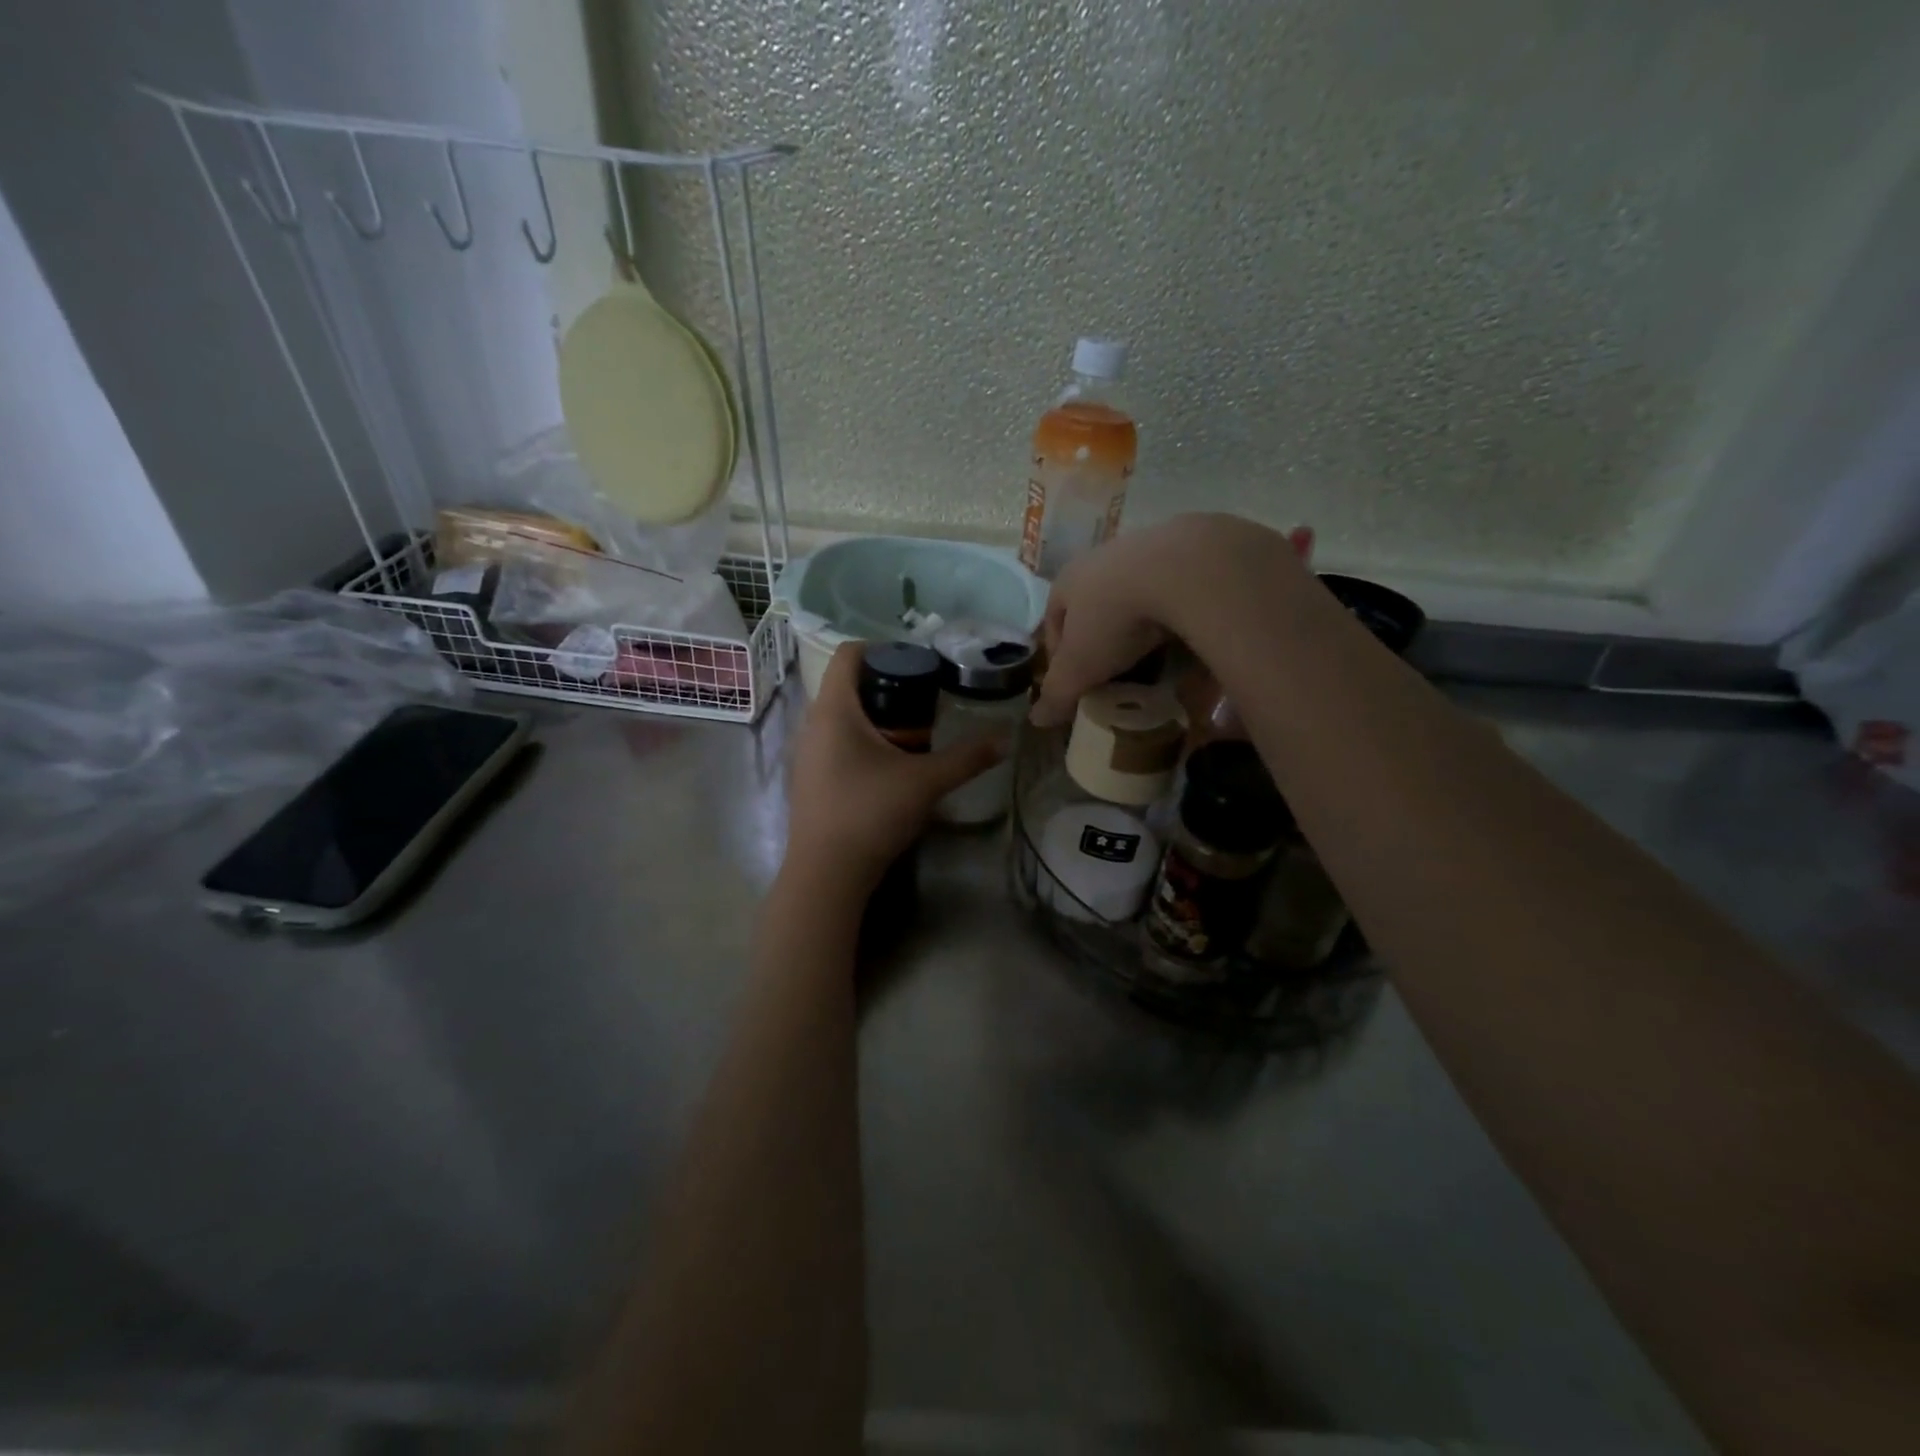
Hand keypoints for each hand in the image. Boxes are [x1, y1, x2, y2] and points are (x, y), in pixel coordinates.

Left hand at [785, 642, 1002, 899]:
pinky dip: (863, 741)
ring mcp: (807, 753)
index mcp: (834, 709)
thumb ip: (968, 757)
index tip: (918, 663)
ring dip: (877, 717)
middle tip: (927, 699)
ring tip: (914, 733)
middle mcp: (813, 723)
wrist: (826, 874)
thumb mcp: (926, 782)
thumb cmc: (870, 814)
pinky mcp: (809, 779)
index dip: (883, 648)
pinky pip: (836, 742)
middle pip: (848, 685)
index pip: (848, 653)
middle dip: (888, 685)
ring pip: (843, 717)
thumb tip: (1007, 738)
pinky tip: (891, 766)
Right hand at [1031, 513, 1308, 726]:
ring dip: (1143, 629)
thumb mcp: (1080, 666)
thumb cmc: (1114, 618)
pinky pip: (1178, 594)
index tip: (1074, 684)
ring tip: (1157, 663)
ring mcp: (1148, 550)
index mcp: (1068, 580)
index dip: (1059, 655)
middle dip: (1104, 643)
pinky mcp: (1191, 551)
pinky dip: (1179, 619)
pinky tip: (1191, 641)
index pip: (1054, 621)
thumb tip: (1037, 720)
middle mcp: (1103, 559)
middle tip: (1115, 675)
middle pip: (1095, 609)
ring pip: (1138, 599)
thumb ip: (1058, 693)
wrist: (1183, 569)